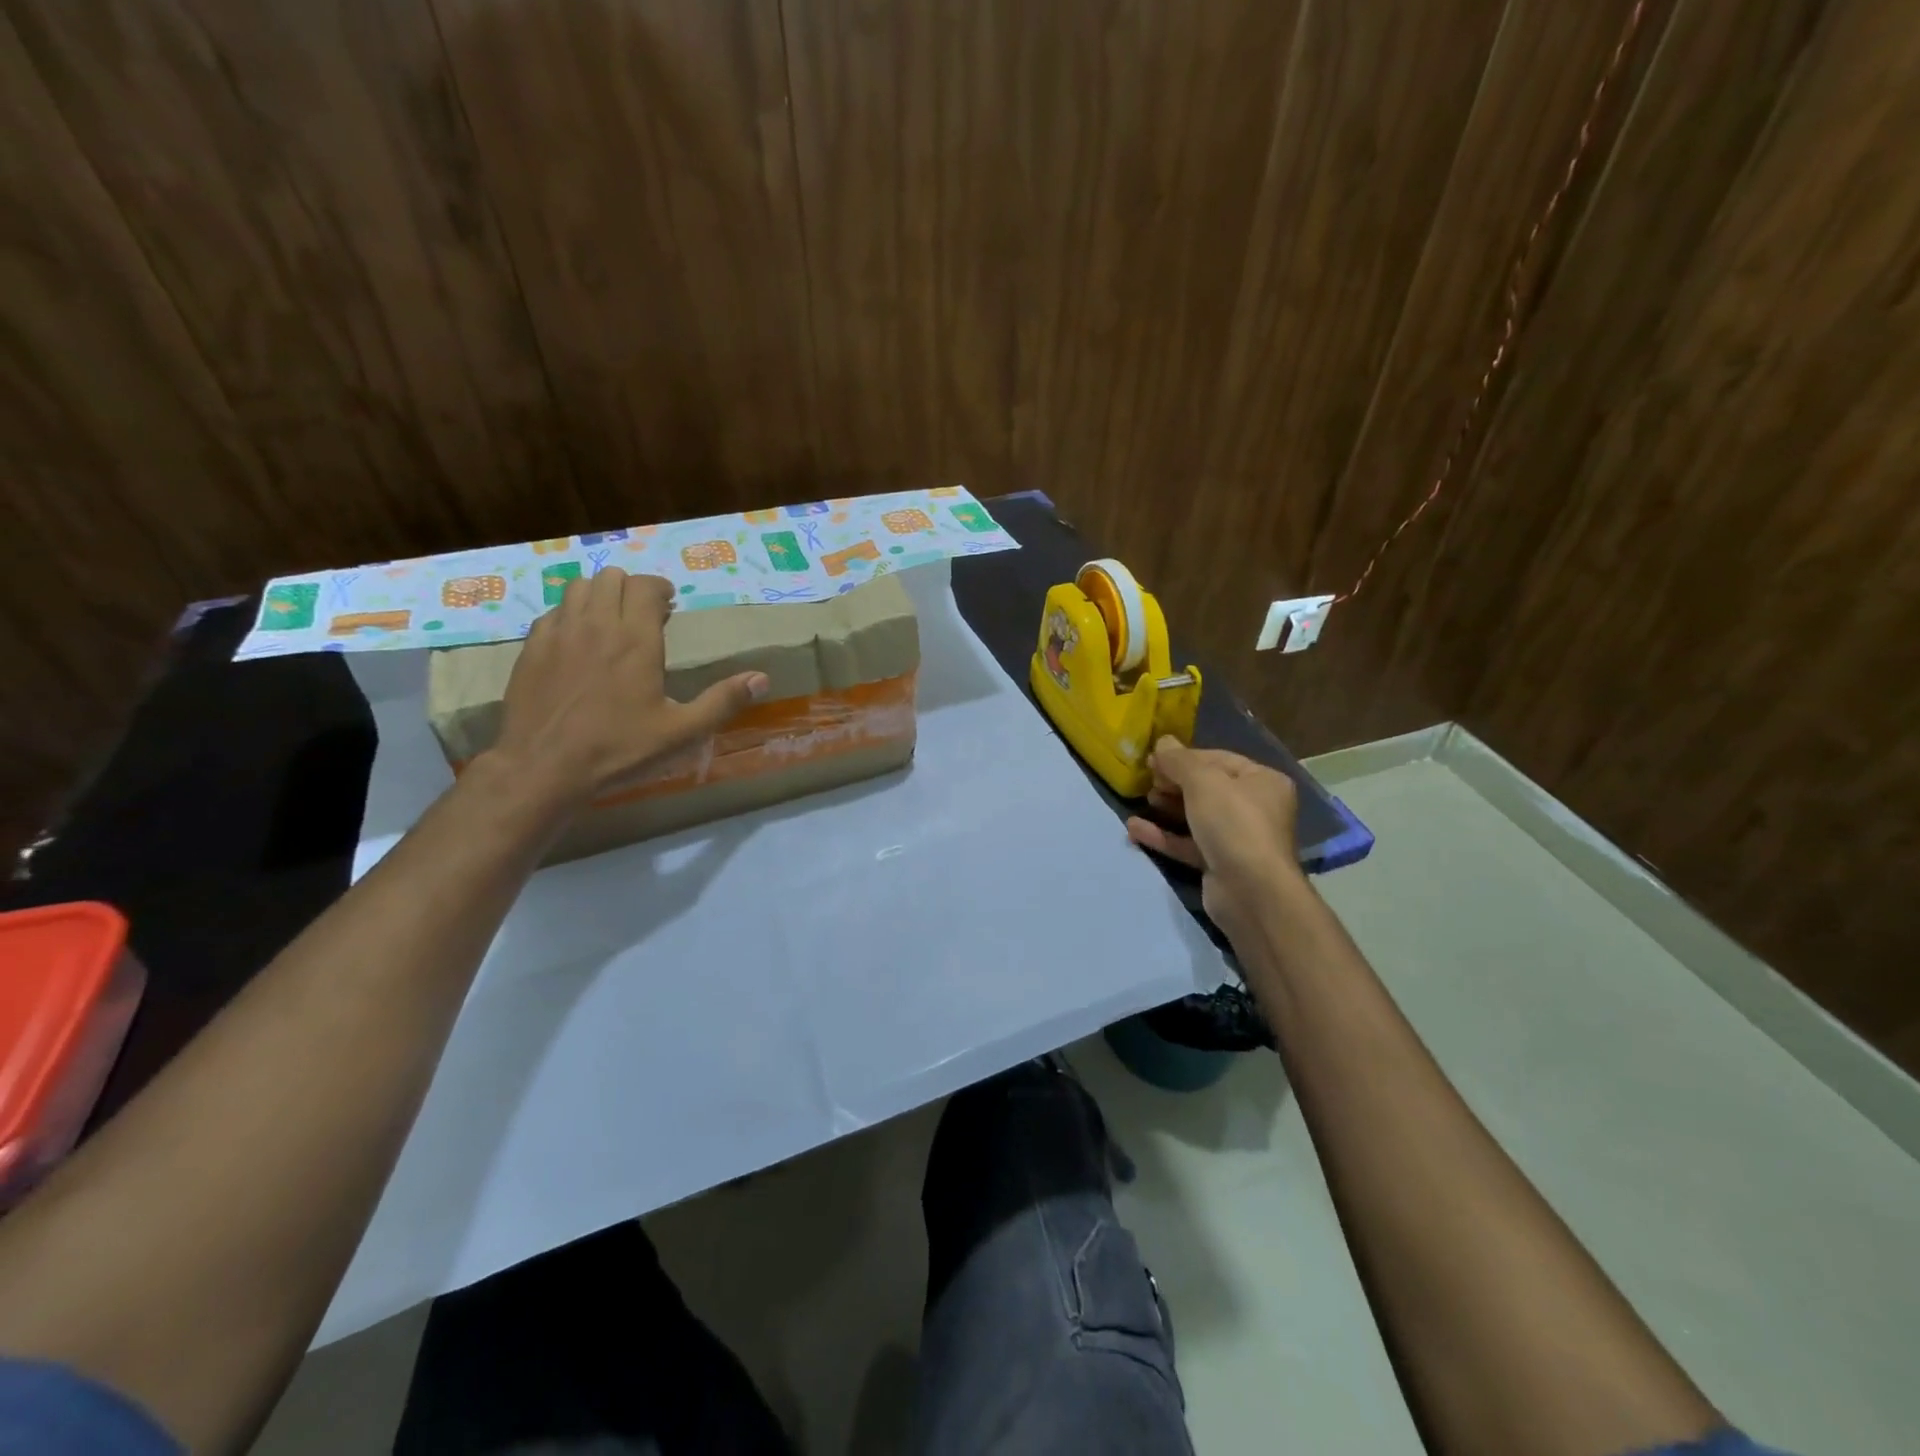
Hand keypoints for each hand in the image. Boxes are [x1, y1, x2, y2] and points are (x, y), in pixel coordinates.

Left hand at [486, 567, 767, 809]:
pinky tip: (577, 642)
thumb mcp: (681, 732)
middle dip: (631, 588)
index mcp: (635, 639)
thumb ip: (722, 702)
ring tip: (610, 620)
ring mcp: (558, 633)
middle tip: (644, 613)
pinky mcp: (531, 648)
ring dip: (598, 595)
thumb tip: (762, 678)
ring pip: (578, 587)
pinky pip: (553, 613)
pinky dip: (570, 615)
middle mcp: (596, 625)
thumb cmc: (619, 749)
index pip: (646, 586)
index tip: (669, 605)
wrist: (543, 768)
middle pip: (611, 578)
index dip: (660, 589)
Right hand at [1125, 737, 1303, 941]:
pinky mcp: (1220, 864)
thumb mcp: (1203, 782)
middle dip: (1174, 783)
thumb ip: (1179, 760)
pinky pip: (1188, 843)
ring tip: (1142, 799)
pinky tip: (1134, 829)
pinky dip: (1164, 835)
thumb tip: (1162, 741)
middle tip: (1146, 780)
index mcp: (1262, 781)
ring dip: (1166, 808)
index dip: (1184, 757)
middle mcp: (1255, 808)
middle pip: (1207, 788)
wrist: (1251, 892)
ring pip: (1196, 816)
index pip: (1218, 759)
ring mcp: (1238, 838)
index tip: (1153, 759)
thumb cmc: (1233, 824)